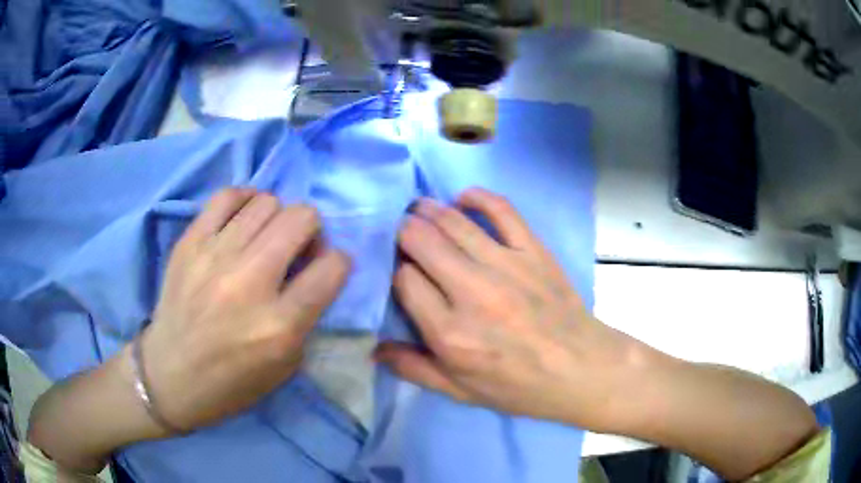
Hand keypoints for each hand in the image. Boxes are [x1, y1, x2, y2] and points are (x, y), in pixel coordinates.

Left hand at [142, 188, 349, 431]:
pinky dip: (244, 201)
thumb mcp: (285, 365)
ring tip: (266, 237)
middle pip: (301, 218)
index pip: (332, 267)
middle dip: (312, 230)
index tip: (326, 270)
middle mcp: (249, 283)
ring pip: (267, 202)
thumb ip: (306, 315)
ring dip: (277, 217)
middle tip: (297, 249)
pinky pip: (227, 196)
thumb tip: (312, 270)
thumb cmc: (231, 382)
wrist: (170, 375)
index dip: (338, 263)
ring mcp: (215, 256)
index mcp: (279, 325)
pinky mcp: (190, 242)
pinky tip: (243, 219)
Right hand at [375, 188, 646, 431]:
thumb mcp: (460, 391)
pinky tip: (462, 197)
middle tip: (401, 231)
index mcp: (450, 333)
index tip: (401, 271)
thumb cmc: (518, 386)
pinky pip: (502, 210)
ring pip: (454, 222)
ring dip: (429, 210)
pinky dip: (478, 197)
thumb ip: (413, 368)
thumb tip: (373, 349)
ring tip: (419, 209)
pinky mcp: (533, 251)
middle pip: (422, 242)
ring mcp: (506, 266)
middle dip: (404, 231)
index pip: (405, 280)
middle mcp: (473, 293)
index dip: (396, 270)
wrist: (579, 369)